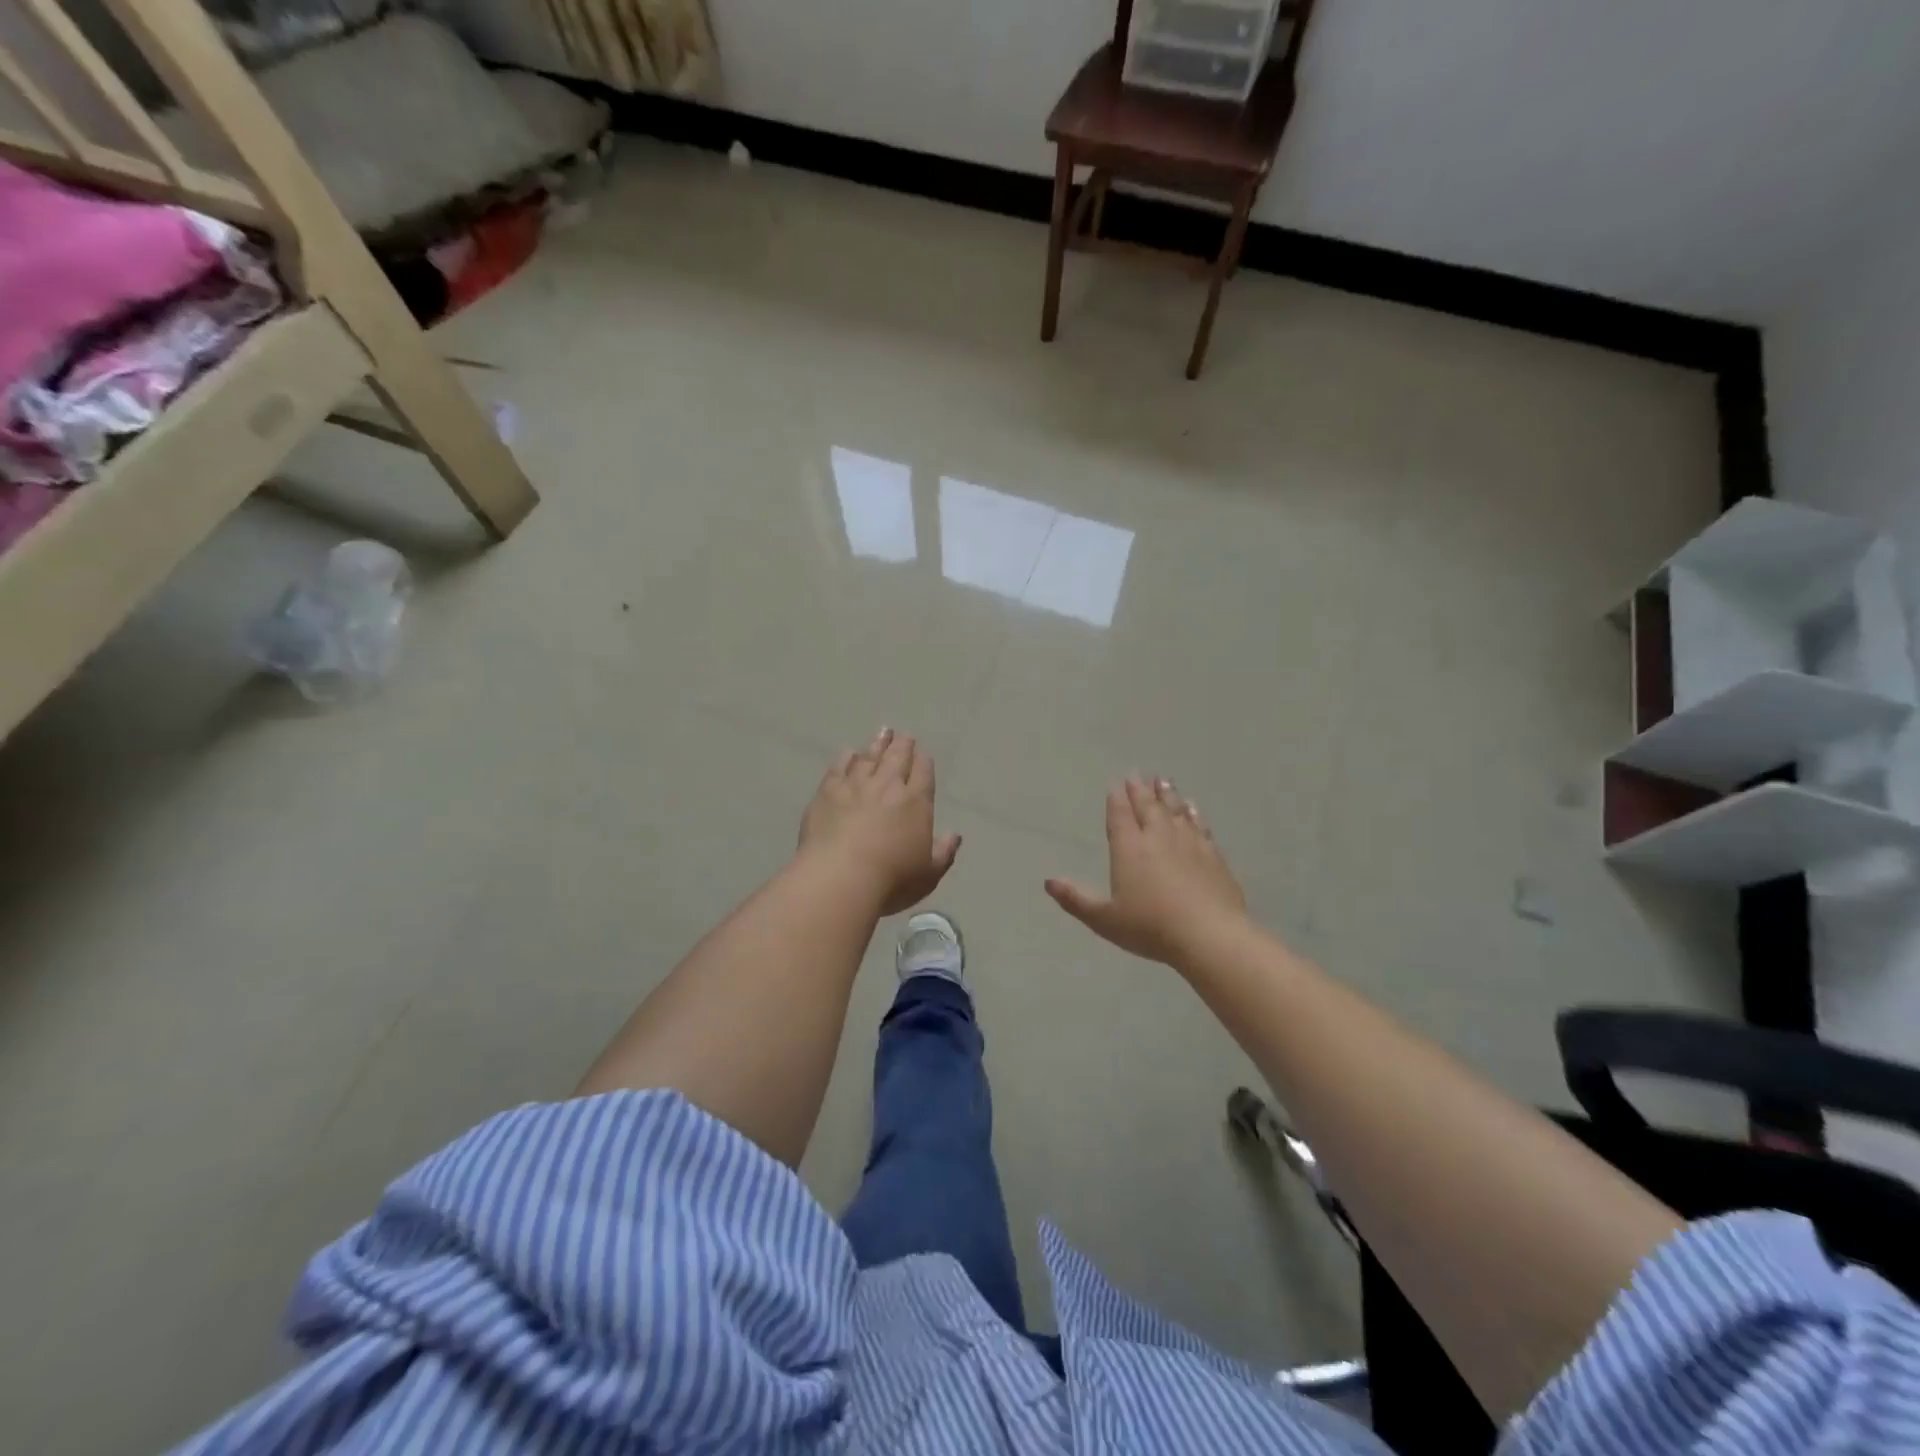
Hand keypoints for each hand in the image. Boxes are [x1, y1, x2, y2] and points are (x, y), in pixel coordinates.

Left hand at [799, 728, 960, 915]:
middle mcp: (888, 785)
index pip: (923, 772)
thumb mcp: (928, 873)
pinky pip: (839, 767)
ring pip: (869, 756)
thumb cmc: (891, 879)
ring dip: (877, 744)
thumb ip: (944, 852)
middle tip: (903, 735)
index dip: (923, 761)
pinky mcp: (828, 791)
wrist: (840, 877)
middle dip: (903, 745)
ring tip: (883, 733)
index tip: (923, 753)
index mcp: (916, 801)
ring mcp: (856, 785)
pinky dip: (845, 757)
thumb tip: (955, 835)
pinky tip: (848, 752)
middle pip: (897, 757)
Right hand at [1046, 776, 1247, 966]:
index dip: (1117, 798)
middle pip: (1148, 806)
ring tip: (1163, 781)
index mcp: (1129, 848)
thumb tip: (1048, 882)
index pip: (1121, 815)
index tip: (1116, 782)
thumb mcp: (1104, 919)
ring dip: (1168, 795)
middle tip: (1138, 773)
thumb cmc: (1150, 928)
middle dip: (1141, 789)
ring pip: (1176, 811)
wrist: (1209, 936)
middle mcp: (1158, 837)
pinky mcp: (1213, 855)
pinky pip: (1200, 826)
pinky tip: (1193, 809)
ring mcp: (1189, 843)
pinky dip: (1194, 814)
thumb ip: (1076, 899)